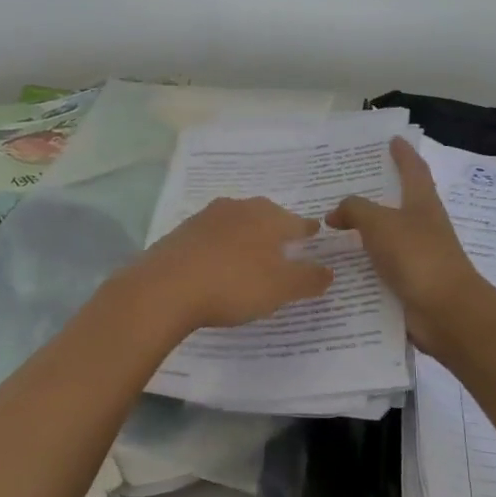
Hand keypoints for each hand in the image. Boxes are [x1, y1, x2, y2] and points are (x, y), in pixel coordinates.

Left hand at [125, 197, 334, 332]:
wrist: (165, 288)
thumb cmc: (233, 284)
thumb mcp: (280, 288)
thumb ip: (308, 279)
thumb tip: (329, 270)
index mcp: (266, 217)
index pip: (296, 221)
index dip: (308, 231)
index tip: (315, 233)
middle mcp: (237, 208)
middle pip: (265, 216)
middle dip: (276, 228)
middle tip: (285, 243)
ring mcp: (205, 218)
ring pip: (236, 223)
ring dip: (246, 235)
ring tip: (252, 253)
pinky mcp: (181, 233)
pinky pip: (211, 236)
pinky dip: (221, 246)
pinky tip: (219, 262)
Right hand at [328, 136, 484, 353]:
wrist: (446, 312)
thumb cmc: (417, 256)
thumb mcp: (380, 223)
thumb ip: (354, 210)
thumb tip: (334, 214)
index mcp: (422, 204)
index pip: (413, 169)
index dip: (403, 154)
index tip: (392, 140)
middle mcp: (422, 226)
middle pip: (398, 203)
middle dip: (374, 194)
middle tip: (342, 185)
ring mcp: (416, 256)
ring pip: (385, 237)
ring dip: (362, 233)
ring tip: (329, 228)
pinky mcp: (408, 283)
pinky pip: (379, 268)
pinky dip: (360, 265)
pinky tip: (335, 267)